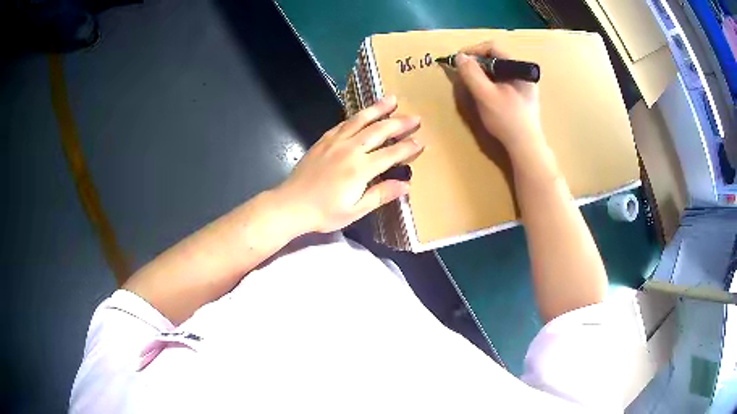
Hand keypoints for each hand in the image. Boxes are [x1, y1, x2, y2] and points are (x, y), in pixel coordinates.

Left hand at [275, 96, 422, 233]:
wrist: (291, 205)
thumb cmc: (324, 212)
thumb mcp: (355, 211)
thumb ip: (380, 195)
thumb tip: (405, 185)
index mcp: (360, 169)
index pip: (391, 153)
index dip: (407, 147)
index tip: (421, 141)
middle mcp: (350, 149)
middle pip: (379, 130)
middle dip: (399, 123)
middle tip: (415, 117)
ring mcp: (335, 142)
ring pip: (361, 120)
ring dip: (378, 109)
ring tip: (392, 99)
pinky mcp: (323, 140)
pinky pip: (343, 123)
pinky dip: (356, 116)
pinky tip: (363, 113)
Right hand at [455, 42, 542, 154]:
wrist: (526, 148)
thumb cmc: (507, 121)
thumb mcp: (485, 95)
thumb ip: (471, 74)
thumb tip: (459, 56)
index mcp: (519, 68)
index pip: (493, 48)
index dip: (473, 50)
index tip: (458, 60)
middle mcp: (523, 73)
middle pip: (495, 58)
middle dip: (476, 62)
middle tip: (462, 72)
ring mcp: (523, 85)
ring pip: (498, 70)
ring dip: (481, 73)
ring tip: (470, 83)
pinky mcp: (521, 96)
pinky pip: (501, 81)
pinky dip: (489, 82)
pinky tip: (483, 94)